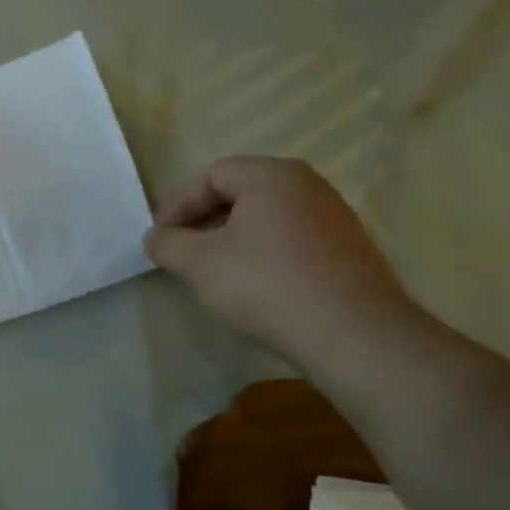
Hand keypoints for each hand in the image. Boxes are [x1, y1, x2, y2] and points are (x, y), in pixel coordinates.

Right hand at [144, 156, 419, 364]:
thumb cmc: (265, 284)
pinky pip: (291, 241)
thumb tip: (156, 238)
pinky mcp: (348, 251)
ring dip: (232, 239)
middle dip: (204, 220)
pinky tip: (253, 286)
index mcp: (272, 176)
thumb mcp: (199, 264)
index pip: (212, 175)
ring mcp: (334, 218)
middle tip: (182, 251)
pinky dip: (263, 254)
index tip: (159, 236)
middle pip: (242, 193)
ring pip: (267, 218)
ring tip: (213, 271)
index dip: (178, 203)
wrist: (353, 334)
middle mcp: (308, 186)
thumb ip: (168, 244)